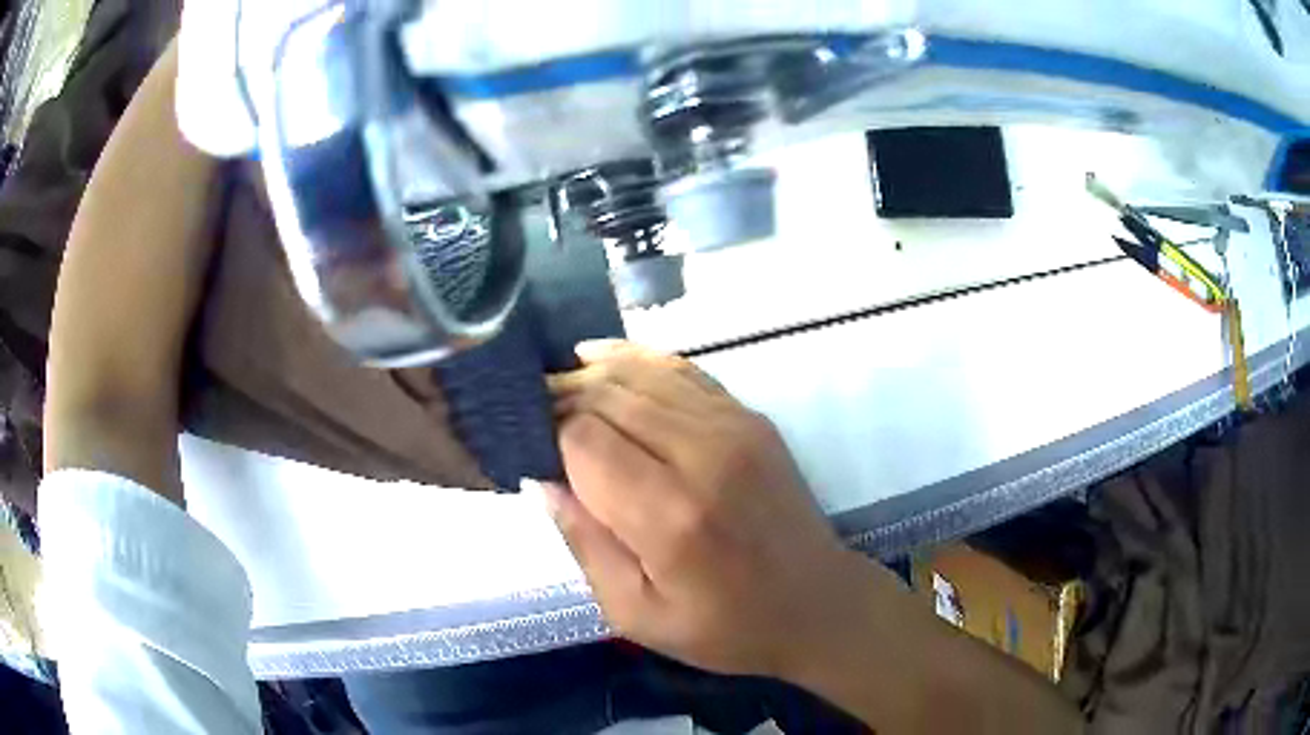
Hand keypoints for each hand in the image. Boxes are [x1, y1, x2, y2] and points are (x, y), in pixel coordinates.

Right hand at [539, 341, 871, 678]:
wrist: (817, 604)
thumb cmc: (724, 626)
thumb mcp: (635, 613)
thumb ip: (583, 542)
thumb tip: (541, 479)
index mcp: (671, 514)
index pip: (583, 438)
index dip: (546, 436)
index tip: (529, 451)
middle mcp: (704, 454)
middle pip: (607, 395)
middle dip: (560, 398)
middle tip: (532, 418)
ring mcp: (734, 426)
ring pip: (641, 372)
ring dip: (591, 374)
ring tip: (557, 387)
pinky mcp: (750, 416)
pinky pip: (681, 369)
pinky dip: (635, 360)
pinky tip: (602, 359)